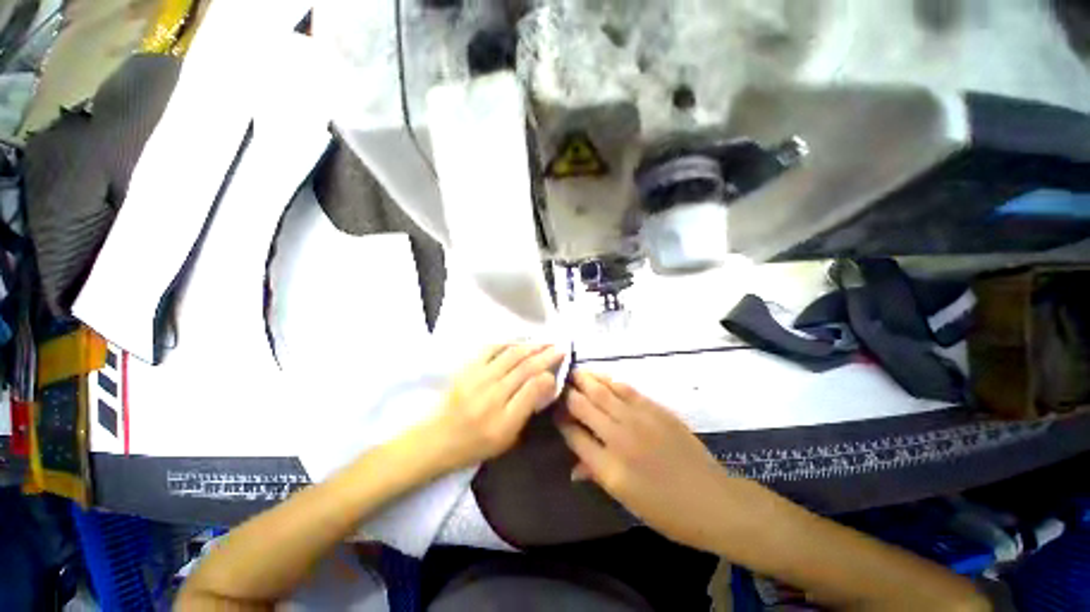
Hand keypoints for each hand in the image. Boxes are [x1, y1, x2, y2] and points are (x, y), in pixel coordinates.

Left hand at [422, 344, 563, 472]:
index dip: (549, 372)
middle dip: (545, 354)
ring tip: (544, 342)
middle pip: (524, 367)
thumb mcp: (508, 437)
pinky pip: (490, 349)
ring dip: (530, 346)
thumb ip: (528, 408)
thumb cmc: (476, 443)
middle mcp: (492, 394)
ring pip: (510, 355)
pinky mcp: (467, 369)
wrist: (437, 439)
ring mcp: (478, 378)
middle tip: (559, 346)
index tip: (560, 363)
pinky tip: (517, 342)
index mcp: (504, 418)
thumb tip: (546, 383)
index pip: (533, 387)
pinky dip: (507, 343)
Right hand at [557, 371, 738, 548]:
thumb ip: (596, 474)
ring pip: (602, 391)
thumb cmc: (666, 510)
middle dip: (568, 393)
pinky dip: (609, 380)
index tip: (554, 411)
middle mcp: (619, 437)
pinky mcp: (654, 408)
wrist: (712, 499)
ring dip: (585, 379)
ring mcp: (638, 418)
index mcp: (608, 467)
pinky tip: (601, 377)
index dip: (560, 420)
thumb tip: (573, 465)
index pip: (573, 434)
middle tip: (559, 384)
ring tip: (573, 373)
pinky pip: (625, 388)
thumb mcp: (626, 499)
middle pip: (584, 406)